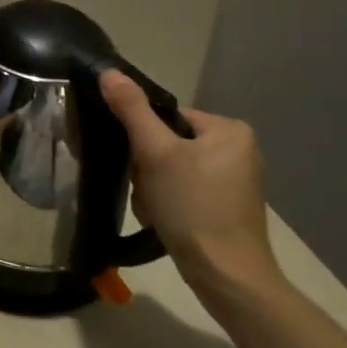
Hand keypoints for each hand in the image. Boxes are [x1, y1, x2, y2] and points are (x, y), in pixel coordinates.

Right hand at [98, 70, 278, 289]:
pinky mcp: (226, 206)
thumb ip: (132, 110)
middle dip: (147, 168)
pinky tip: (163, 219)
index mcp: (230, 129)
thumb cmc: (193, 207)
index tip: (138, 164)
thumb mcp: (155, 153)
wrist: (226, 276)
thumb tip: (108, 71)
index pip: (166, 116)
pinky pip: (183, 189)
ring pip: (170, 168)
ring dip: (152, 187)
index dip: (143, 138)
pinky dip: (167, 202)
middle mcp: (238, 149)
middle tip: (147, 191)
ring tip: (154, 209)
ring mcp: (234, 180)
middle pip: (167, 142)